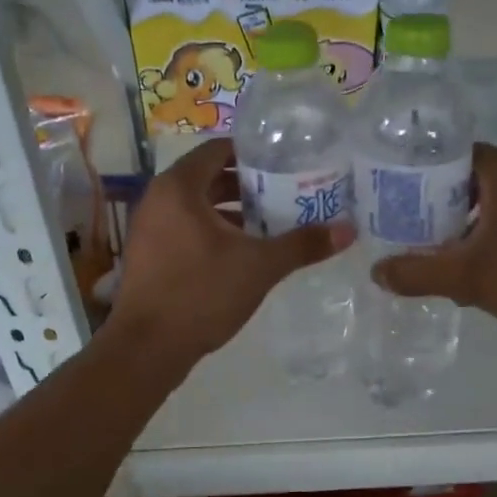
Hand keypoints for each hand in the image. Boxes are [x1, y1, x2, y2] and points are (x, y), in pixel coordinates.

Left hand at [109, 139, 353, 369]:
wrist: (148, 347)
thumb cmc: (202, 293)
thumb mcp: (260, 266)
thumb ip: (303, 244)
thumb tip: (349, 230)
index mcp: (179, 187)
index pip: (218, 150)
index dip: (253, 153)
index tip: (284, 162)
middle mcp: (158, 198)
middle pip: (208, 177)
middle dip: (246, 185)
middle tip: (285, 192)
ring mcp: (148, 228)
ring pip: (196, 206)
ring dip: (230, 211)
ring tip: (269, 222)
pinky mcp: (148, 254)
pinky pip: (184, 228)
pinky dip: (212, 231)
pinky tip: (241, 252)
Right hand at [372, 143, 496, 340]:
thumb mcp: (467, 278)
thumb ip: (418, 274)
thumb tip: (376, 273)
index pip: (451, 154)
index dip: (421, 175)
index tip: (400, 201)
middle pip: (475, 177)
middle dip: (445, 203)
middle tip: (417, 229)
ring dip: (474, 220)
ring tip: (449, 249)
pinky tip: (492, 261)